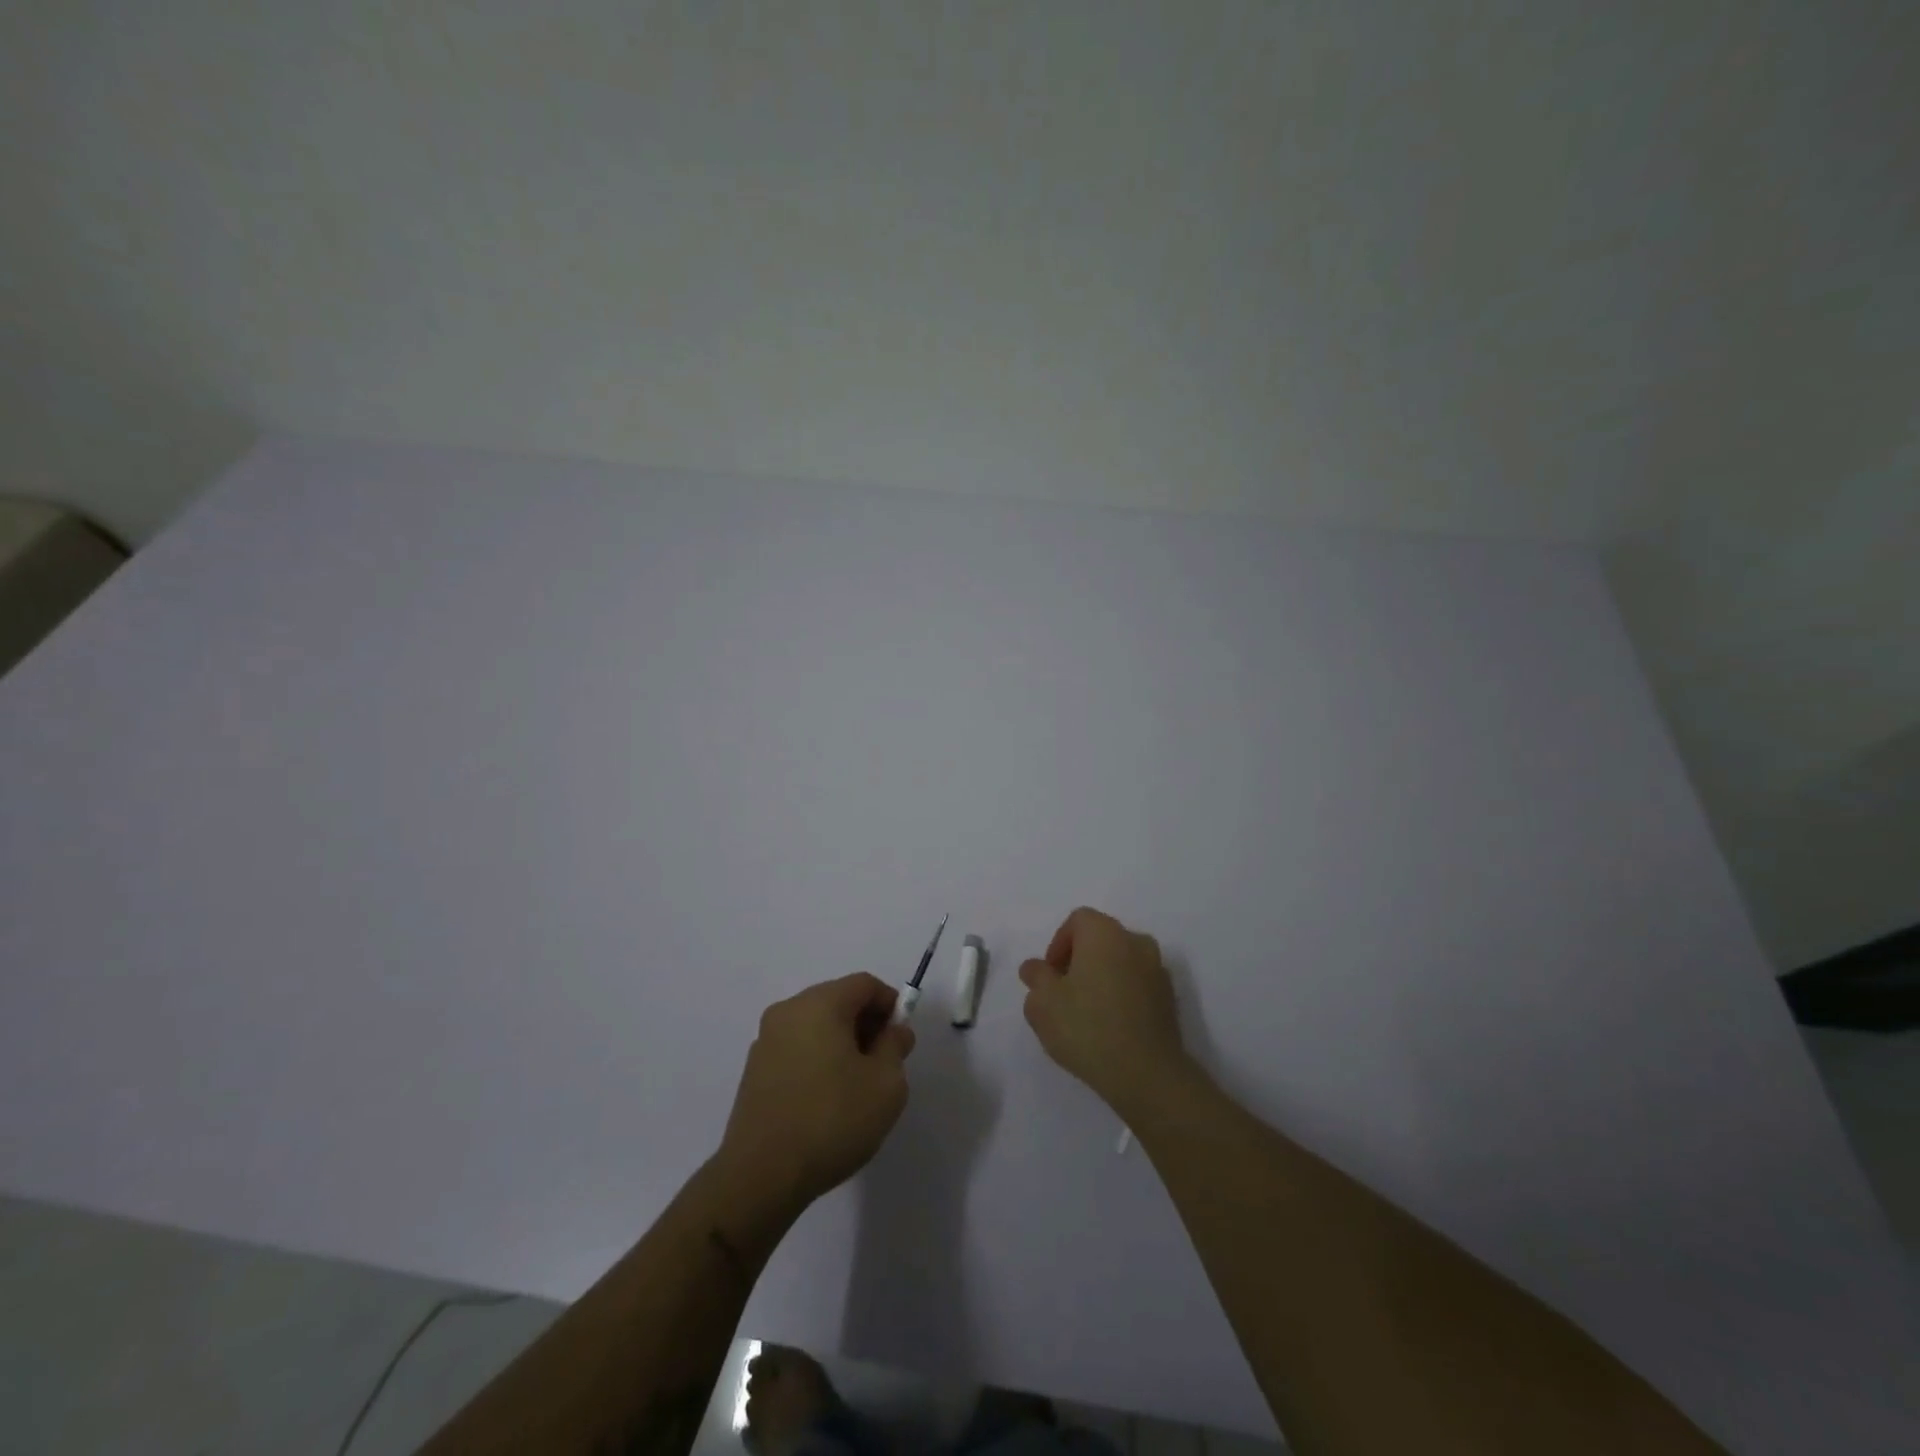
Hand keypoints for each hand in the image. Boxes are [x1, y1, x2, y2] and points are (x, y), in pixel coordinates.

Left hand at [720, 973, 915, 1208]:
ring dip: (842, 1043)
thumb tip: (894, 1031)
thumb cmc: (832, 1120)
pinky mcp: (754, 1070)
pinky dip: (818, 1059)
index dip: (890, 1004)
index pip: (864, 984)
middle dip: (866, 1024)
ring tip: (857, 1085)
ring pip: (816, 1025)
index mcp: (820, 1004)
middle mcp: (788, 1011)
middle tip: (884, 1062)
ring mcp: (766, 1040)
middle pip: (838, 1000)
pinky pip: (797, 1048)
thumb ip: (895, 1047)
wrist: (761, 1176)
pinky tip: (827, 1099)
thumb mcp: (886, 1084)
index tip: (902, 1039)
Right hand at [1019, 907, 1191, 1117]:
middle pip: (1101, 938)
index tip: (1050, 976)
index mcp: (1105, 933)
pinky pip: (1138, 984)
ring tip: (1087, 1012)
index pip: (1078, 921)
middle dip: (1079, 960)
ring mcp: (1158, 970)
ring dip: (1103, 977)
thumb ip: (1036, 977)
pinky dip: (1122, 995)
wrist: (1146, 1074)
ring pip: (1121, 962)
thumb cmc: (1087, 1028)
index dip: (1058, 944)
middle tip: (1064, 992)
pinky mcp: (1170, 999)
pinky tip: (1110, 1025)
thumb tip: (1036, 967)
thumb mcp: (1043, 1003)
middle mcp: (1136, 941)